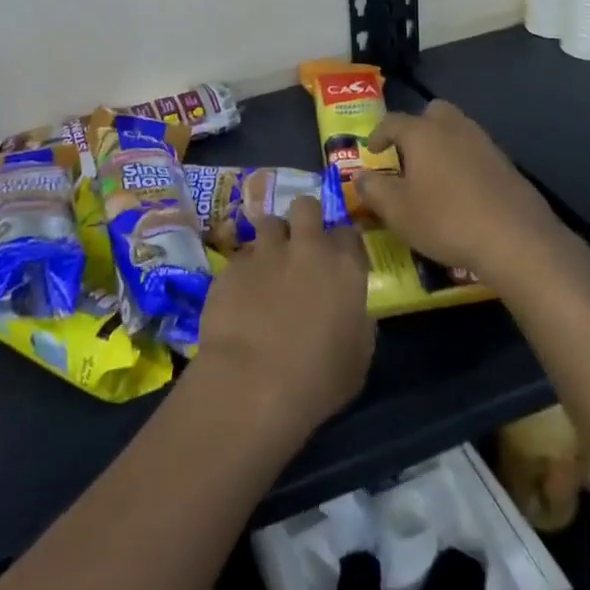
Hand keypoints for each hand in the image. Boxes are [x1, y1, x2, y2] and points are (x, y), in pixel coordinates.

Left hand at [191, 196, 374, 444]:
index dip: (342, 244)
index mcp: (344, 267)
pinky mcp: (232, 264)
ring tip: (269, 265)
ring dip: (272, 239)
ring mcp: (265, 251)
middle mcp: (306, 247)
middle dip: (305, 219)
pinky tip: (241, 294)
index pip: (349, 232)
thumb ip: (356, 319)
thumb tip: (350, 308)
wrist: (252, 383)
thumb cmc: (317, 380)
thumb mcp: (357, 356)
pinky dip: (245, 269)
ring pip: (270, 222)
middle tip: (301, 245)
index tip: (339, 259)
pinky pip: (242, 255)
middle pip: (306, 206)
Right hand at [356, 101, 574, 287]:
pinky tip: (462, 190)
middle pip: (432, 112)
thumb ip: (374, 190)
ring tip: (434, 174)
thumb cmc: (446, 220)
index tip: (372, 151)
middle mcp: (453, 128)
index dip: (378, 134)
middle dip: (418, 127)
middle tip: (408, 153)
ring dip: (443, 144)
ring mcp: (484, 143)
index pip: (392, 121)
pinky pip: (476, 152)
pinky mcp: (506, 164)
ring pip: (458, 130)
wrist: (516, 239)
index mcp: (422, 133)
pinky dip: (464, 162)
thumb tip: (361, 176)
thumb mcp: (398, 211)